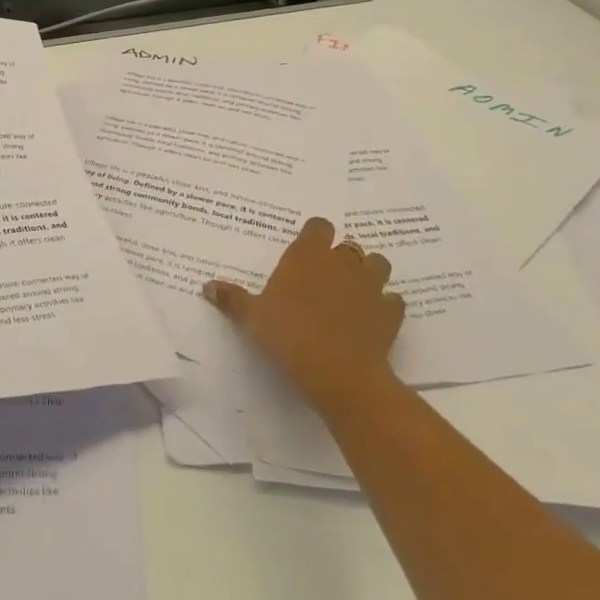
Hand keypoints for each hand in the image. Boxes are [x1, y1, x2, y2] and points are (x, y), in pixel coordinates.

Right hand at [203, 216, 404, 415]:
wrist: (338, 373)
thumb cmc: (288, 336)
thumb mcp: (251, 318)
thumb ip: (231, 298)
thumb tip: (206, 285)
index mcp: (308, 255)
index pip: (319, 226)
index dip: (314, 235)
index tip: (306, 251)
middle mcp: (341, 262)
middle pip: (348, 245)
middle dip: (340, 257)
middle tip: (324, 278)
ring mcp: (370, 286)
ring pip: (378, 264)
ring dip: (368, 274)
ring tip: (354, 292)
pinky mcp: (390, 313)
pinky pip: (393, 301)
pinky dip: (385, 306)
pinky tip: (373, 319)